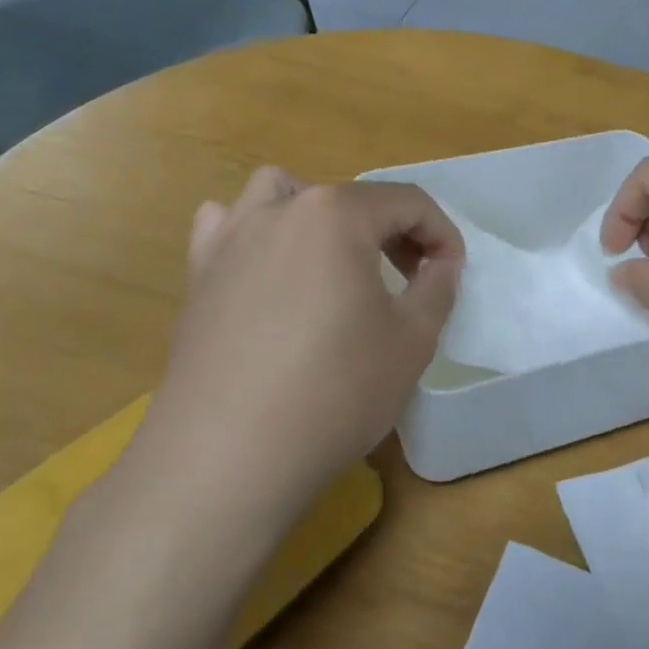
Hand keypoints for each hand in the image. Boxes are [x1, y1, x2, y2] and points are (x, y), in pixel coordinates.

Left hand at [138, 167, 462, 527]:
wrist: (228, 454)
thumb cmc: (335, 390)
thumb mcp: (412, 339)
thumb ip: (437, 287)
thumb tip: (440, 262)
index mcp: (337, 215)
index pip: (407, 202)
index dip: (441, 234)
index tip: (452, 273)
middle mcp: (279, 210)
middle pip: (350, 198)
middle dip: (390, 230)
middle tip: (409, 277)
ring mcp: (230, 239)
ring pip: (280, 194)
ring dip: (318, 216)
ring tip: (335, 260)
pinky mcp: (197, 276)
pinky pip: (227, 227)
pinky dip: (256, 235)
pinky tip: (268, 272)